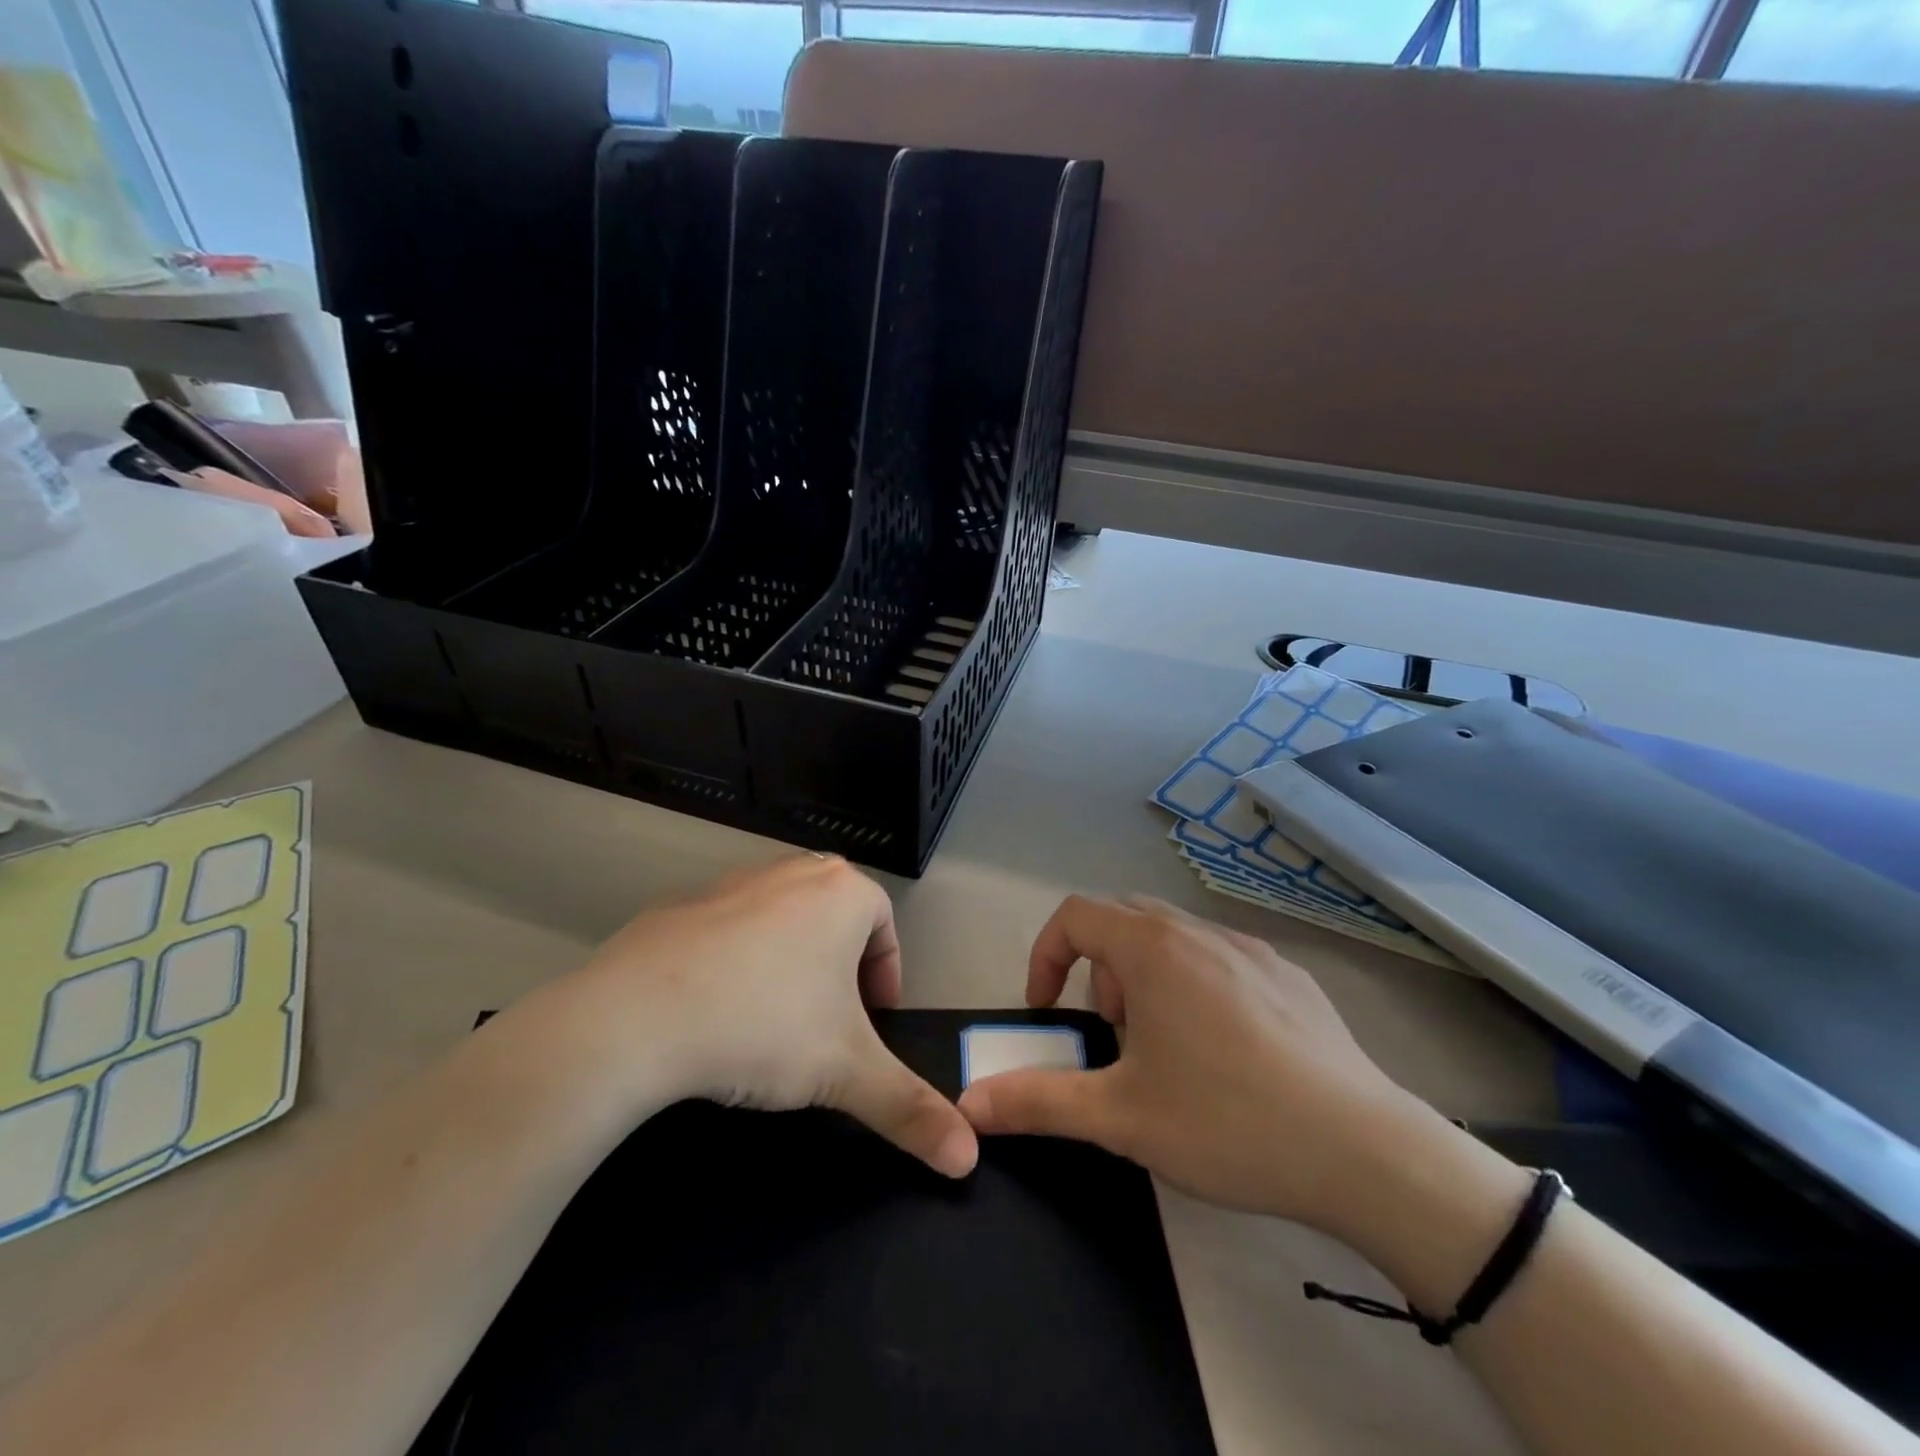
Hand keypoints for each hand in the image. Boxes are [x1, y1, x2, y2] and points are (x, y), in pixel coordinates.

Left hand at [509, 855, 978, 1177]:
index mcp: (841, 892)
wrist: (635, 1017)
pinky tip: (715, 1012)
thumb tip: (968, 1159)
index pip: (885, 925)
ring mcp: (731, 883)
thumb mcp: (846, 1073)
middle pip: (836, 917)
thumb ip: (910, 1109)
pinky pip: (727, 931)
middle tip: (831, 1023)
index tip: (874, 1022)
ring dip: (790, 964)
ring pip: (781, 921)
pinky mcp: (680, 905)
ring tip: (773, 1022)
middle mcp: (791, 872)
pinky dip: (735, 964)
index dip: (887, 976)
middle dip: (843, 968)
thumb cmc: (764, 1025)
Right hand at [956, 895, 1453, 1234]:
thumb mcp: (1120, 1117)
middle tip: (1111, 1034)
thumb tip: (971, 1104)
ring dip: (1147, 978)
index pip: (1075, 915)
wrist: (1365, 1153)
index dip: (1045, 955)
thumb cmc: (1227, 1122)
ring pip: (1175, 940)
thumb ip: (1038, 1102)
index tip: (1047, 1009)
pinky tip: (1226, 1055)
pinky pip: (1222, 960)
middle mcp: (1200, 932)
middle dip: (1099, 969)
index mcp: (1153, 949)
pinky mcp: (1291, 977)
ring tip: (1165, 1049)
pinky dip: (1196, 987)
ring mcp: (1252, 950)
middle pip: (1124, 920)